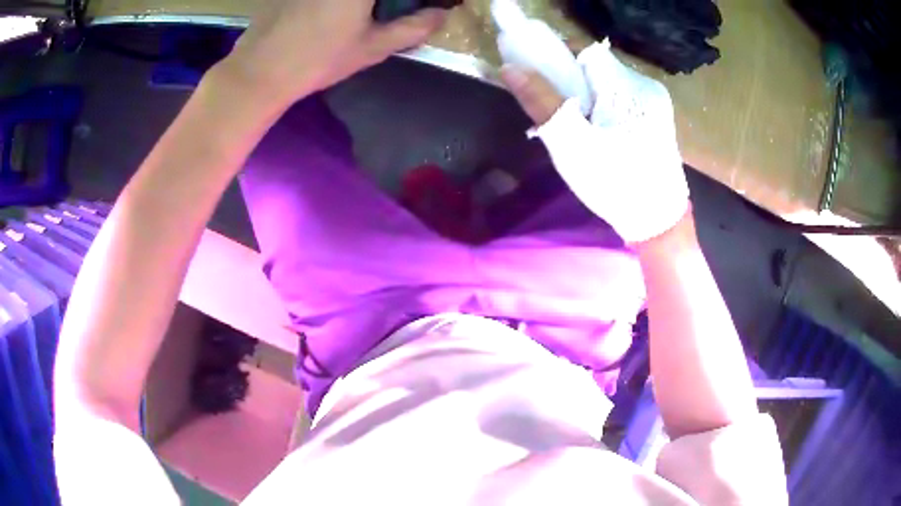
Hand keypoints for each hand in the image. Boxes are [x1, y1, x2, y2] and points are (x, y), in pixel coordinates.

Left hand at [222, 0, 447, 109]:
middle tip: (388, 13)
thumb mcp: (372, 47)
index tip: (411, 7)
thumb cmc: (318, 59)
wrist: (260, 71)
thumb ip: (413, 28)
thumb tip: (440, 15)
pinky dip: (336, 5)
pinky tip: (328, 17)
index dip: (406, 1)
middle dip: (385, 3)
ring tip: (362, 16)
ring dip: (362, 6)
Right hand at [500, 42, 689, 243]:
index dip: (557, 53)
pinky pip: (620, 96)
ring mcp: (655, 101)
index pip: (584, 49)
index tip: (539, 72)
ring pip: (607, 81)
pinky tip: (598, 131)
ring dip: (585, 93)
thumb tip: (510, 67)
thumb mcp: (572, 146)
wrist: (660, 222)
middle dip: (570, 78)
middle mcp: (645, 85)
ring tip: (577, 125)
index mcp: (626, 87)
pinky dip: (602, 104)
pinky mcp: (657, 116)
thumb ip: (541, 102)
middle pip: (595, 66)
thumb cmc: (615, 185)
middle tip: (555, 107)